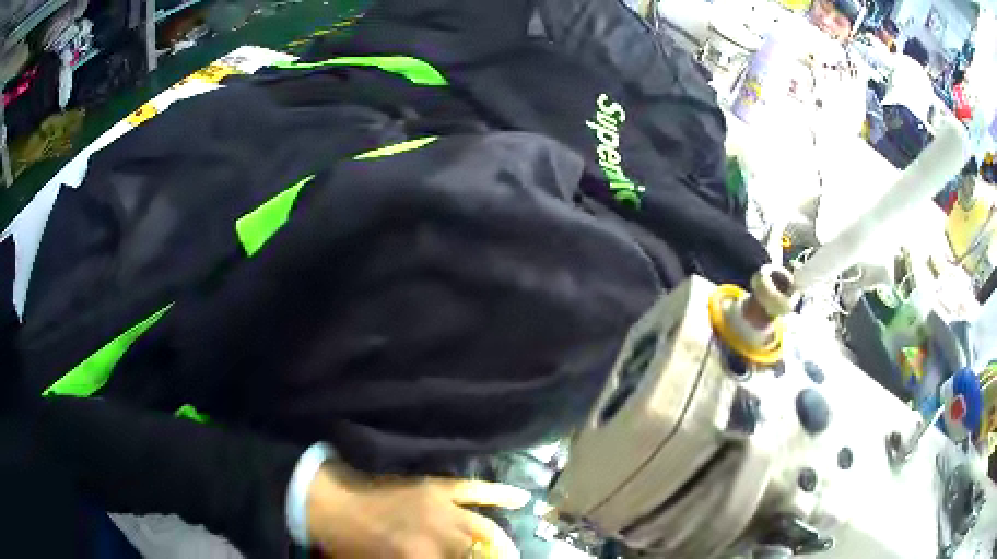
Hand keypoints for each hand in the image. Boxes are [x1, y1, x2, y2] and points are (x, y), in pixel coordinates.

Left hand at [306, 461, 530, 557]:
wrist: (330, 504)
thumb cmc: (350, 544)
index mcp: (421, 557)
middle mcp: (439, 533)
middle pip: (478, 551)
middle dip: (492, 558)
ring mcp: (440, 507)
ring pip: (483, 528)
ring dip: (500, 542)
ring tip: (510, 552)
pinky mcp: (437, 487)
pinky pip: (474, 489)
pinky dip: (499, 494)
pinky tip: (520, 498)